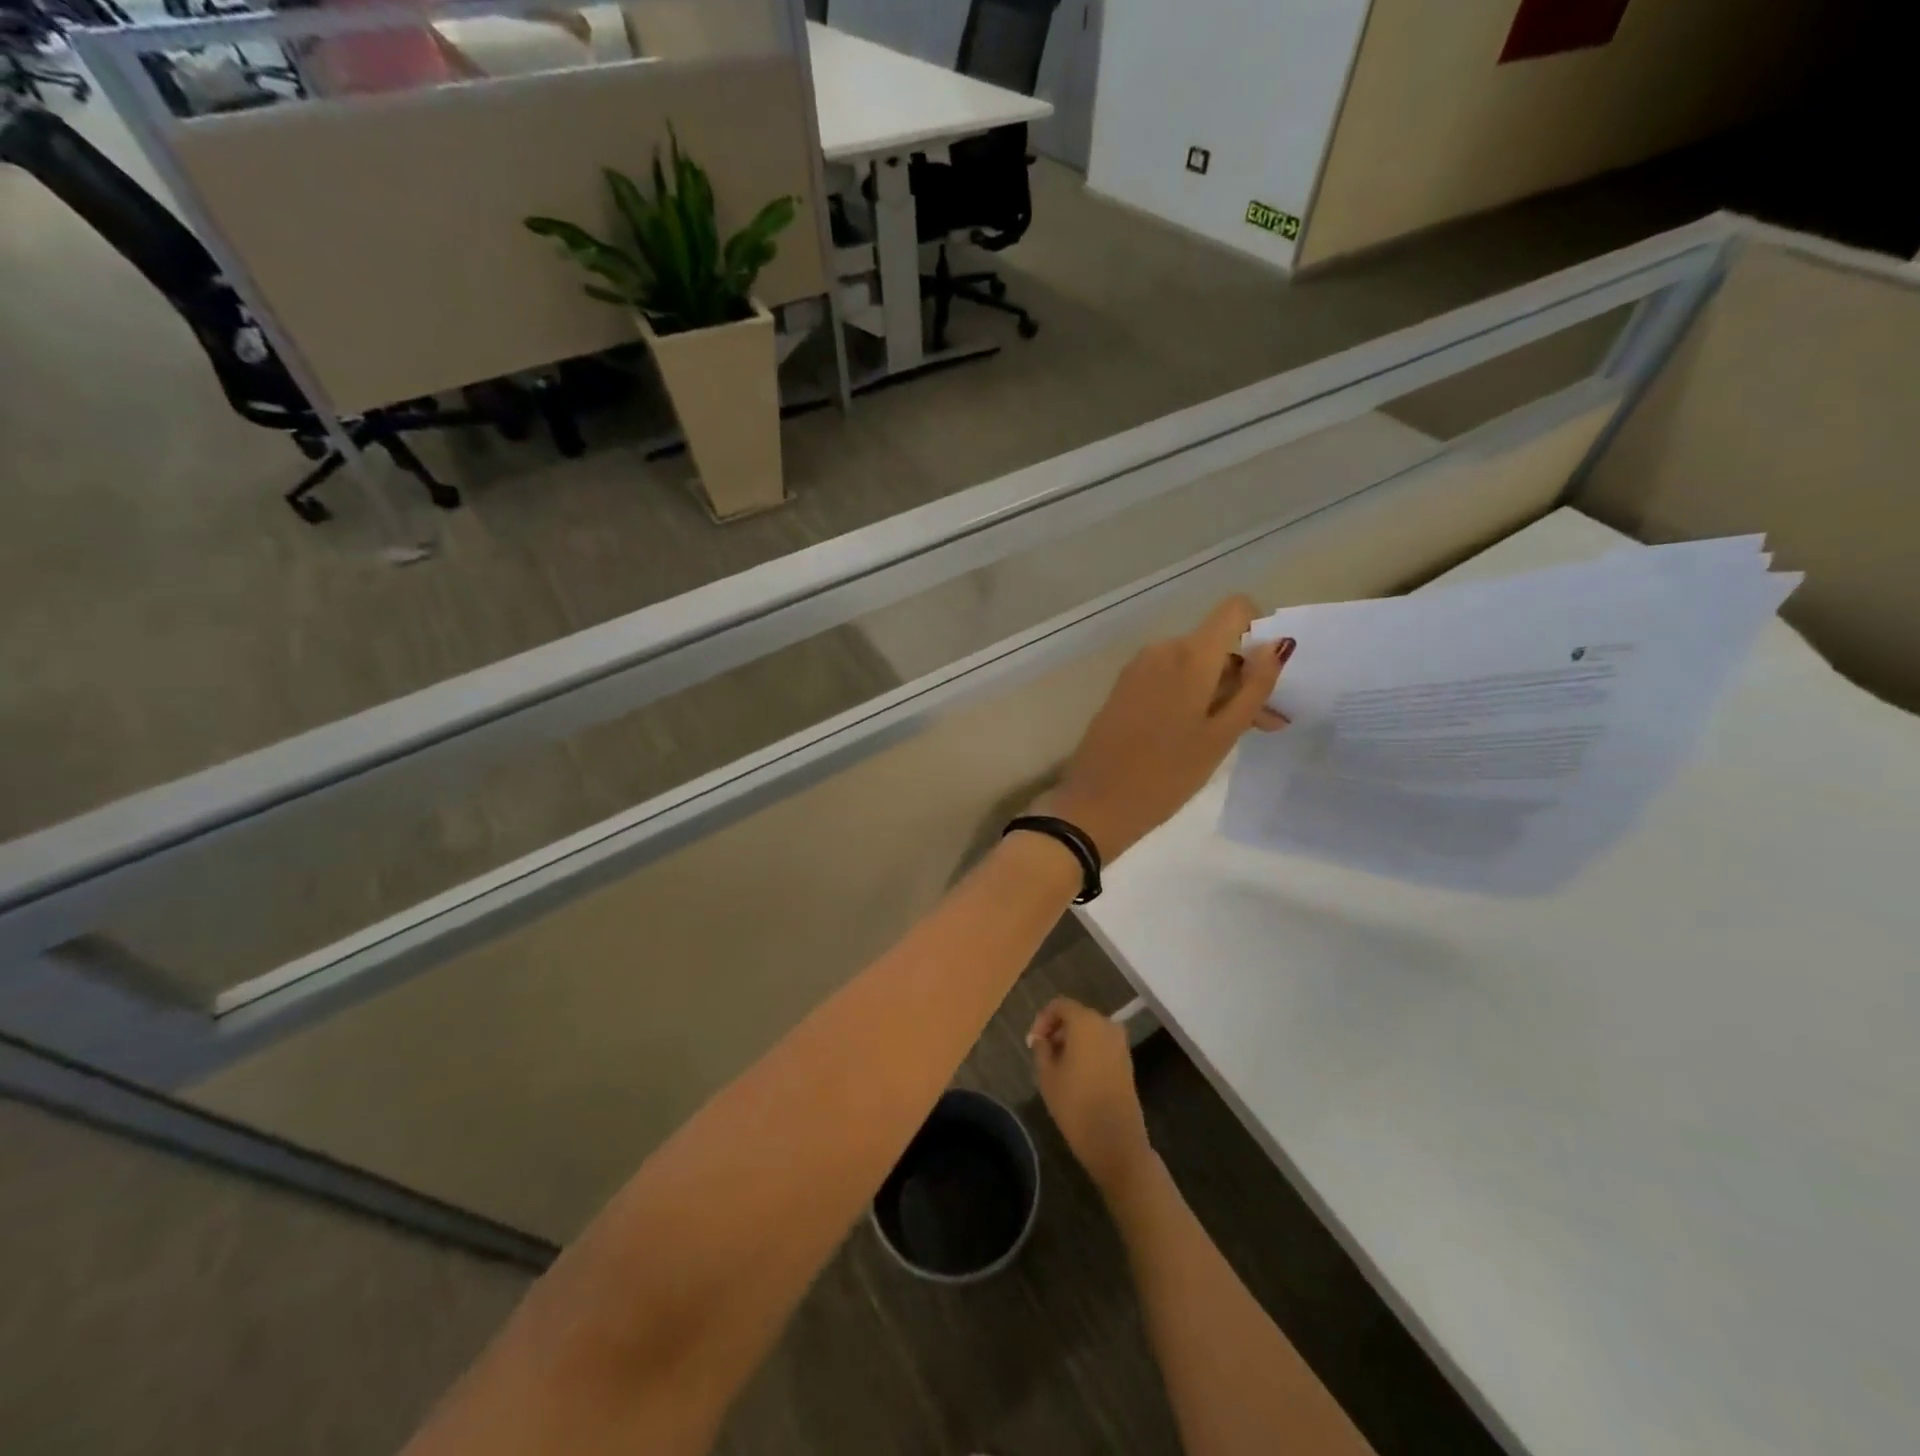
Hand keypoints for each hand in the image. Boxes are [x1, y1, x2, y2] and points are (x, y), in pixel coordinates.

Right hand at [1029, 998, 1154, 1197]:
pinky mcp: (1126, 1061)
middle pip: (1076, 1015)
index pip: (1059, 1005)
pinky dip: (1087, 1049)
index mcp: (1085, 1022)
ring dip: (1071, 1040)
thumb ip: (1041, 1049)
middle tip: (1042, 1053)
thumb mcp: (1047, 1076)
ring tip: (1056, 1065)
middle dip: (1057, 1029)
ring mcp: (1120, 1043)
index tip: (1033, 1042)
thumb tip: (1041, 1038)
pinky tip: (1075, 1073)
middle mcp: (1106, 1025)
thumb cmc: (1076, 1105)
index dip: (1042, 1019)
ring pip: (1089, 1030)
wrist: (1117, 1142)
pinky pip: (1101, 1044)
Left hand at [1042, 597, 1293, 859]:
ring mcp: (1137, 668)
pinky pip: (1167, 678)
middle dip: (1242, 677)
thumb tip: (1278, 645)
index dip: (1258, 633)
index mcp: (1189, 654)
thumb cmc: (1167, 774)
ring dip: (1217, 691)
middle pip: (1214, 644)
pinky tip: (1196, 735)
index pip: (1234, 609)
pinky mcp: (1122, 688)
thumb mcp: (1221, 736)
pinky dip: (1188, 696)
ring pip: (1191, 664)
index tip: (1265, 676)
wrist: (1095, 803)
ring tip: (1229, 738)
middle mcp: (1162, 649)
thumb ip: (1253, 687)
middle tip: (1262, 725)